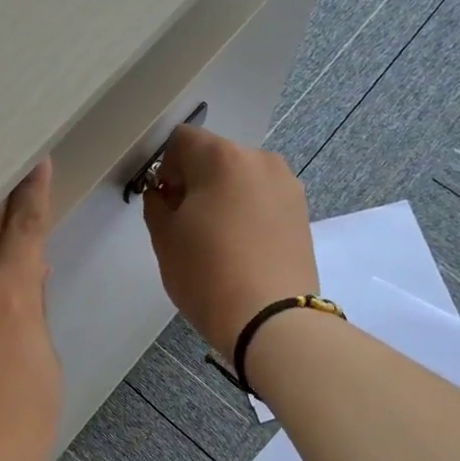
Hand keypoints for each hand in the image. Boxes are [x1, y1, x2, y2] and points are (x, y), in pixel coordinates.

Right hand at [141, 127, 316, 354]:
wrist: (273, 320)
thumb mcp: (165, 238)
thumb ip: (157, 203)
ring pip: (242, 177)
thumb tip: (165, 192)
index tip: (165, 201)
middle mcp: (259, 159)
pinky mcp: (302, 210)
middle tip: (188, 223)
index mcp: (222, 157)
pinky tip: (243, 246)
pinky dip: (249, 211)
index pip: (182, 140)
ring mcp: (287, 184)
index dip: (166, 167)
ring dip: (225, 195)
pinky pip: (264, 198)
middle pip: (215, 156)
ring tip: (219, 239)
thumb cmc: (207, 274)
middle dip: (197, 180)